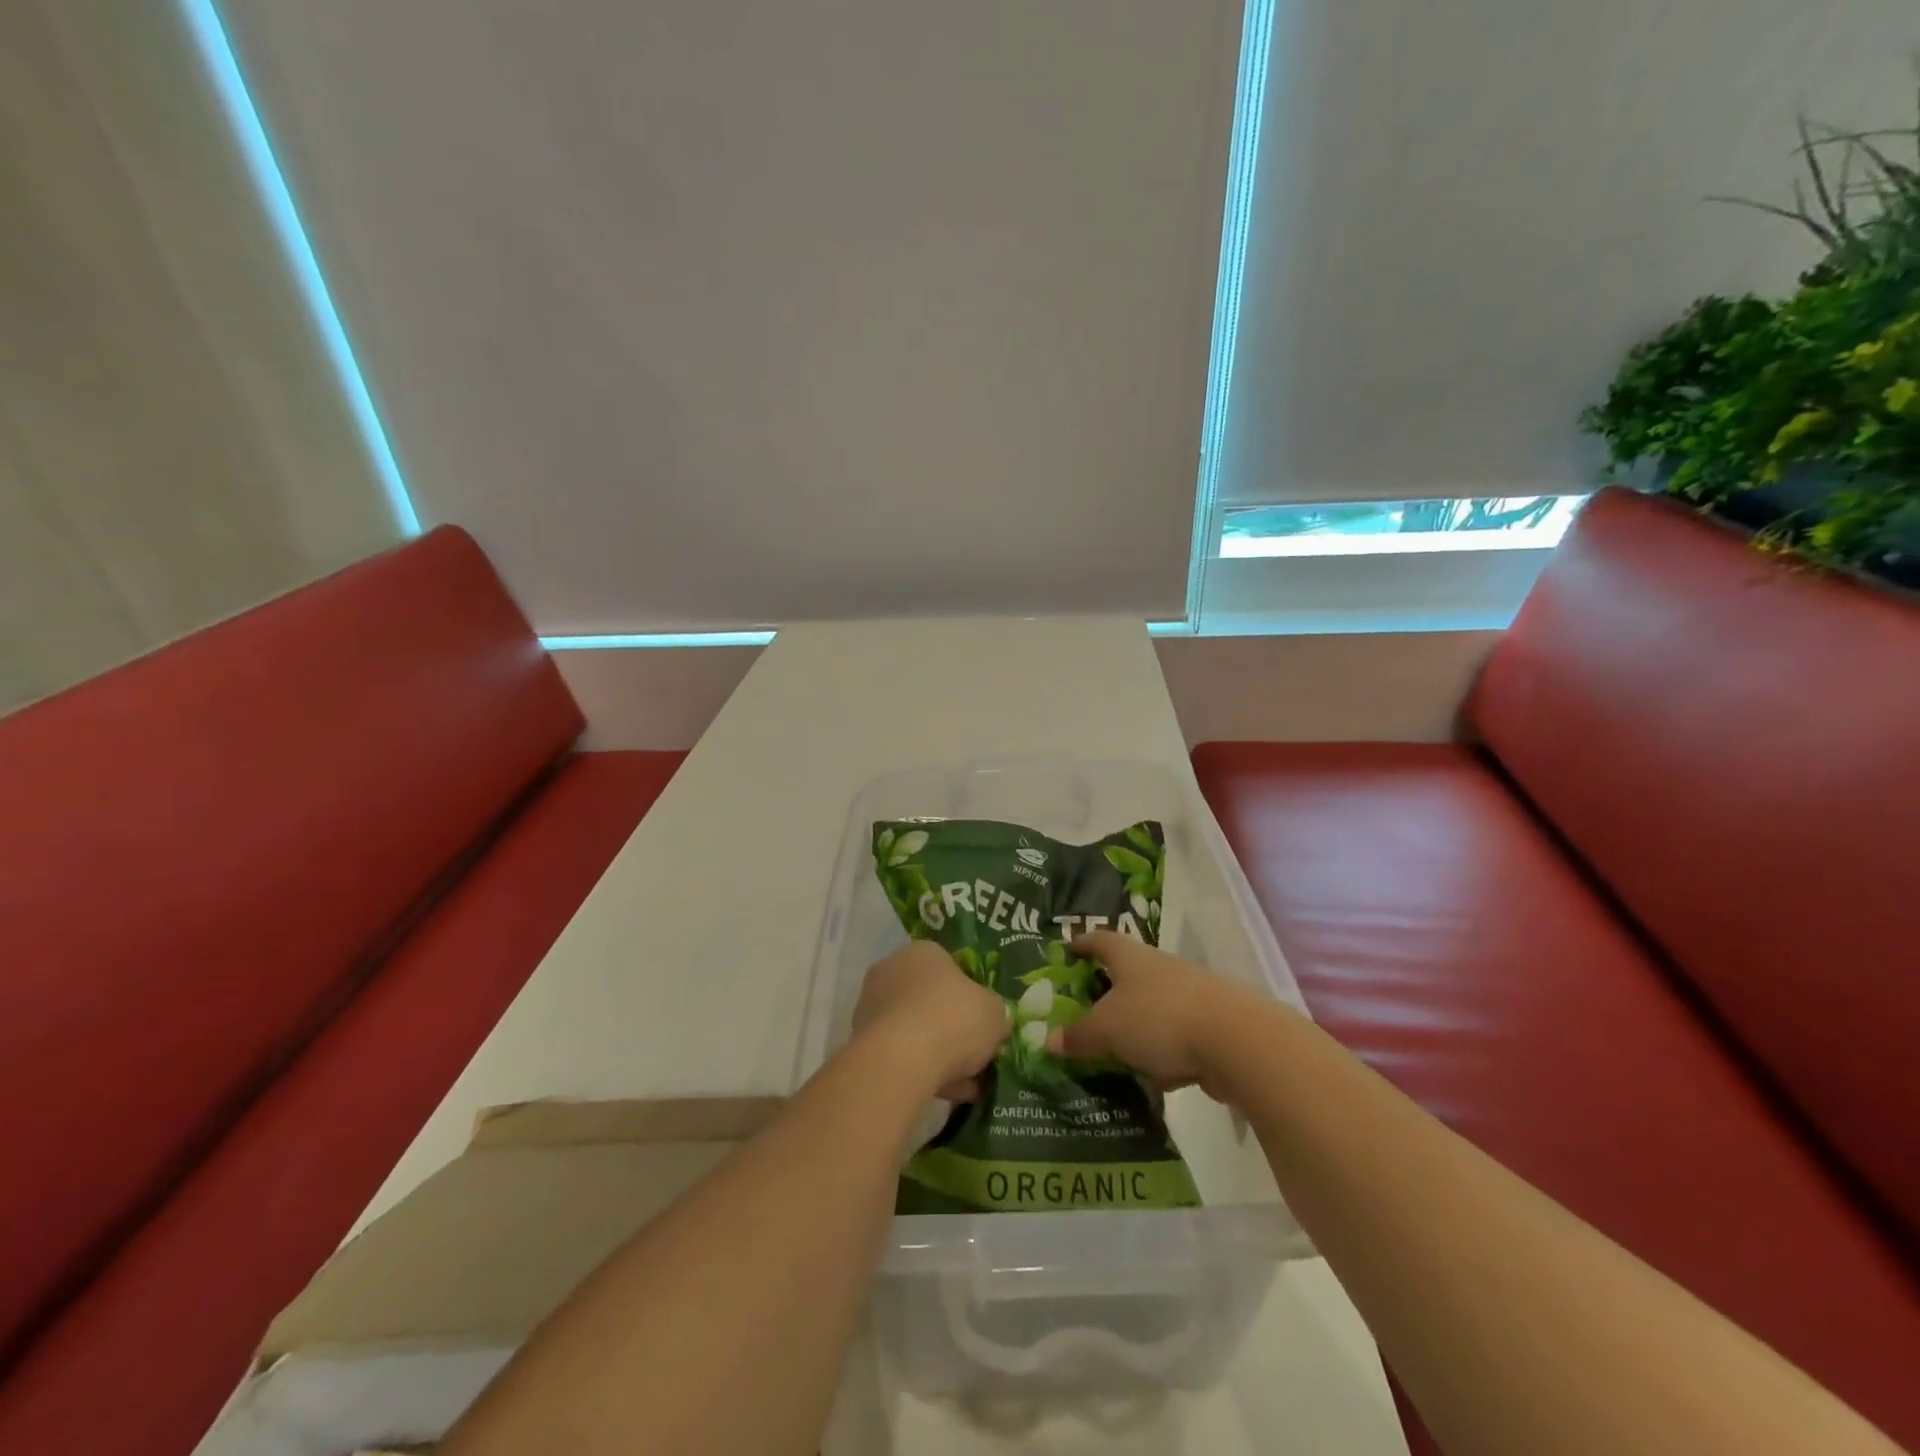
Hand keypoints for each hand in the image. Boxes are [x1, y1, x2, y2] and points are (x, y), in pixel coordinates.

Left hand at [853, 942, 1009, 1101]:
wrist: (900, 1061)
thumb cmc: (953, 1019)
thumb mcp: (995, 1013)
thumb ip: (995, 1013)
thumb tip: (993, 1022)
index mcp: (923, 952)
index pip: (950, 966)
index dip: (971, 995)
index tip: (984, 1021)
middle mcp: (892, 970)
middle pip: (930, 999)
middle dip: (953, 1027)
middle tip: (977, 1053)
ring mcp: (872, 1006)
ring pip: (916, 1030)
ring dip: (940, 1053)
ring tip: (967, 1084)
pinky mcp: (861, 1042)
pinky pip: (901, 1055)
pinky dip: (923, 1071)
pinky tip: (948, 1094)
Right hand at [1048, 930, 1267, 1099]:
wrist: (1236, 1040)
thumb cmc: (1159, 1018)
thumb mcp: (1107, 1029)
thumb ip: (1079, 1035)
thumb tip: (1050, 1040)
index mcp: (1131, 958)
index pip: (1102, 939)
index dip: (1084, 943)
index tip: (1069, 948)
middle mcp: (1160, 969)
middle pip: (1129, 974)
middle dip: (1109, 990)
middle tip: (1087, 1008)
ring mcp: (1190, 996)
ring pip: (1153, 1008)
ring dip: (1137, 1027)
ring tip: (1116, 1051)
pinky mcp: (1211, 1026)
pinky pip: (1177, 1038)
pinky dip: (1164, 1055)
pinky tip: (1157, 1079)